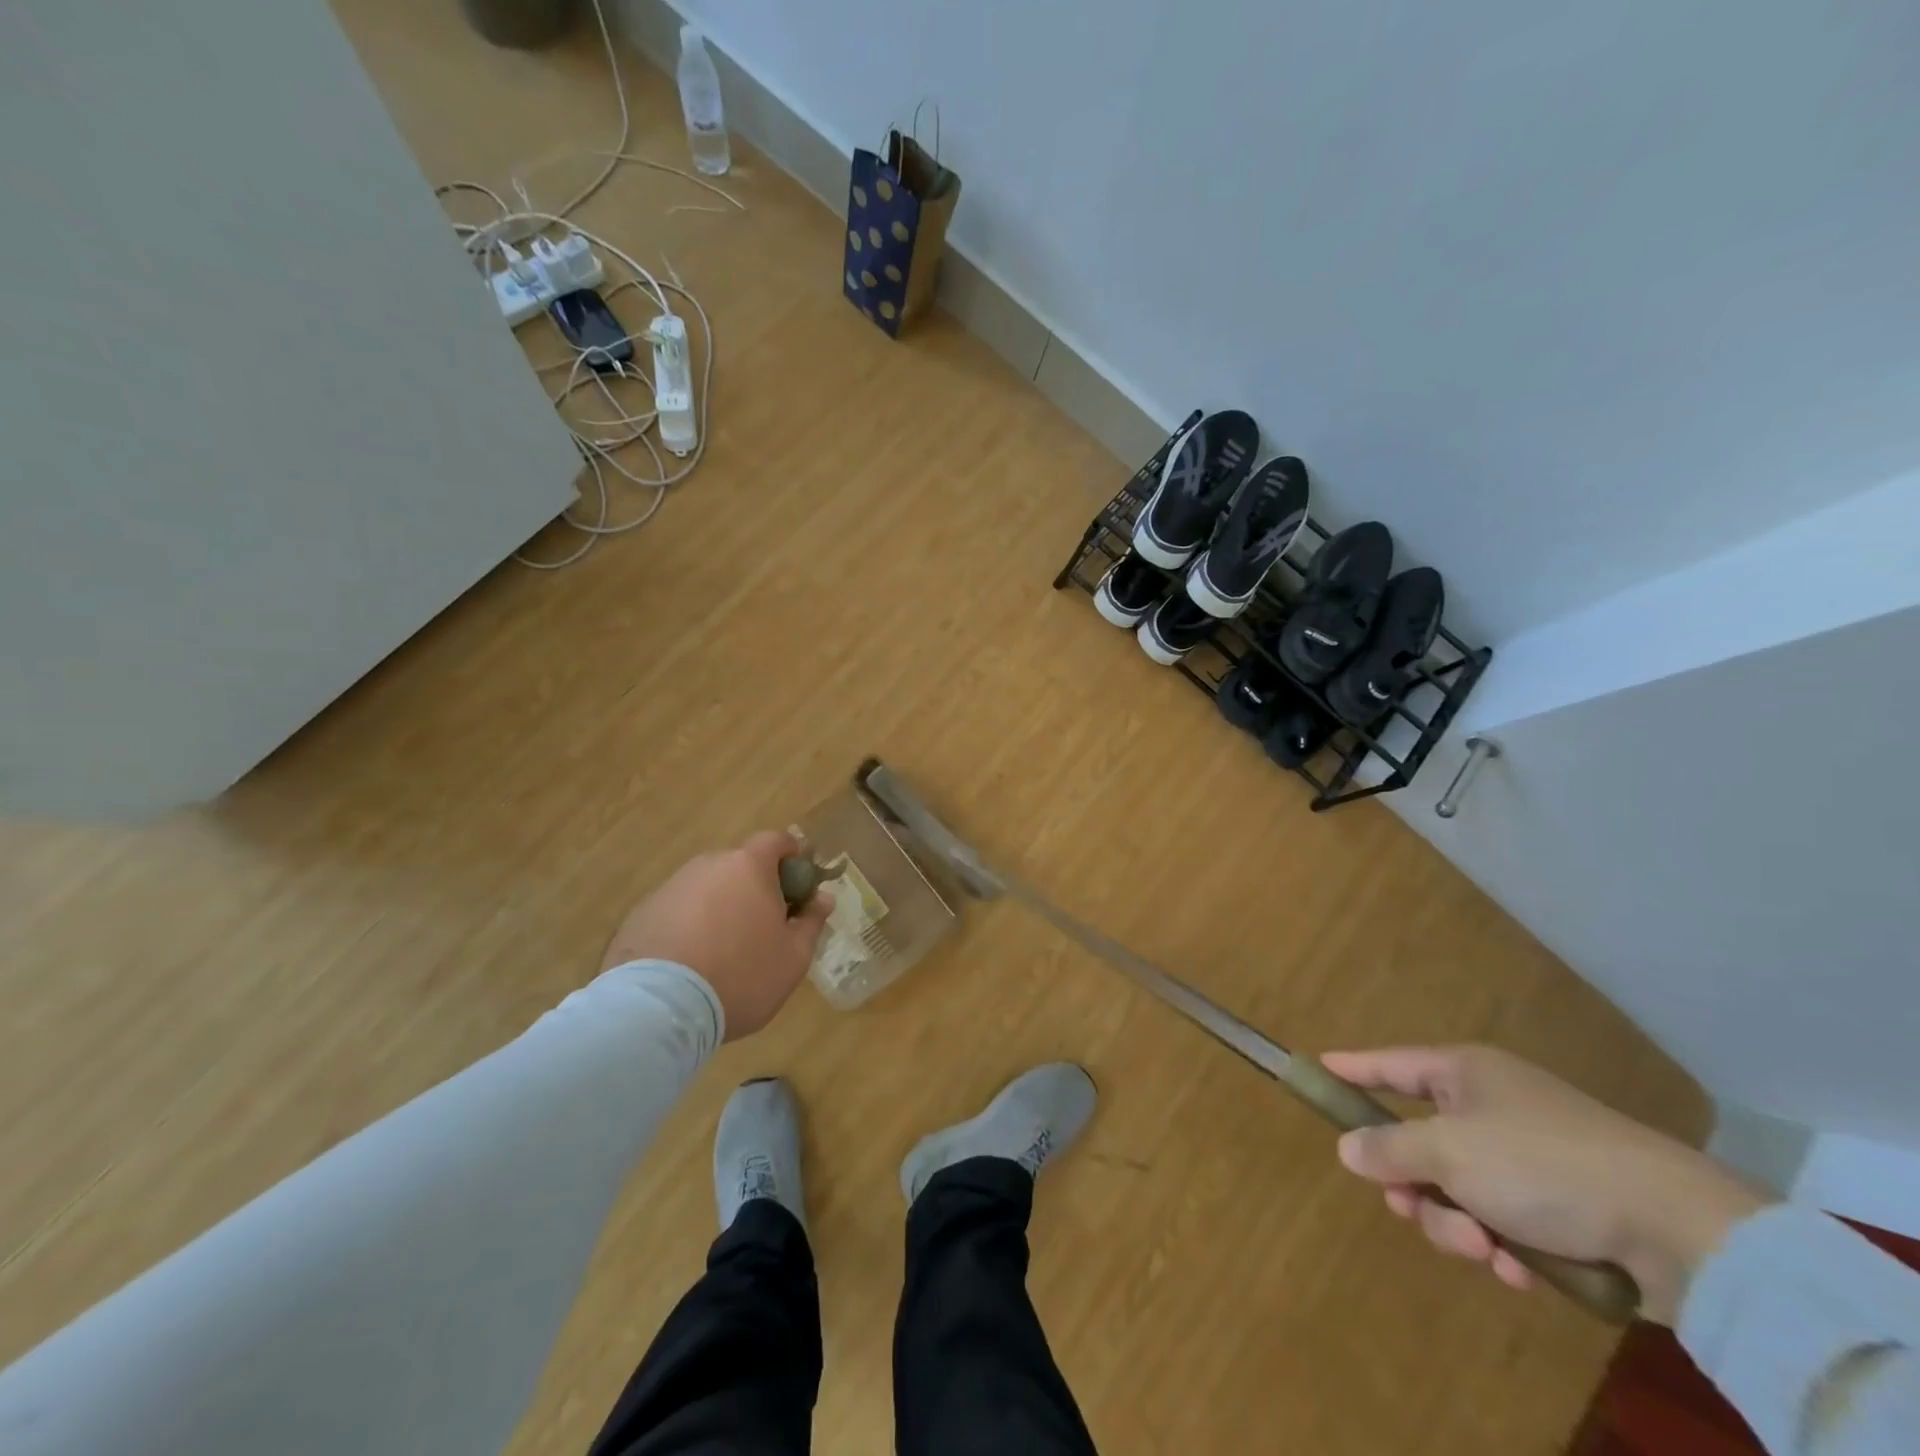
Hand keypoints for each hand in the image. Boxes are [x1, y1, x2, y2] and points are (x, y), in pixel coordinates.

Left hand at [601, 831, 832, 1039]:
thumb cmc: (740, 976)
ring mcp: (670, 888)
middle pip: (739, 866)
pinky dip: (688, 927)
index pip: (775, 840)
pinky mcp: (641, 914)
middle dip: (755, 888)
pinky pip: (677, 911)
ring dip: (720, 908)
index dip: (791, 857)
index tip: (798, 886)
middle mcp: (708, 865)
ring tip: (723, 952)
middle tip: (764, 927)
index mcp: (748, 866)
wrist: (658, 1009)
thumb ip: (811, 922)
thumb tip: (823, 898)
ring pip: (707, 889)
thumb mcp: (793, 958)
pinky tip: (690, 964)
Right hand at [1321, 1044, 1768, 1323]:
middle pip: (1419, 1141)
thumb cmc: (1543, 1165)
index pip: (1389, 1064)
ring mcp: (1527, 1157)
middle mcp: (1490, 1107)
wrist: (1678, 1230)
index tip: (1316, 1068)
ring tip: (1486, 1250)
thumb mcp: (1450, 1154)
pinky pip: (1502, 1220)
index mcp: (1464, 1074)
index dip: (1352, 1069)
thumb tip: (1348, 1148)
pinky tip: (1521, 1269)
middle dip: (1414, 1185)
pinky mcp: (1561, 1207)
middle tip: (1410, 1208)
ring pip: (1457, 1190)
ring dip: (1458, 1224)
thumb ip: (1390, 1149)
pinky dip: (1502, 1245)